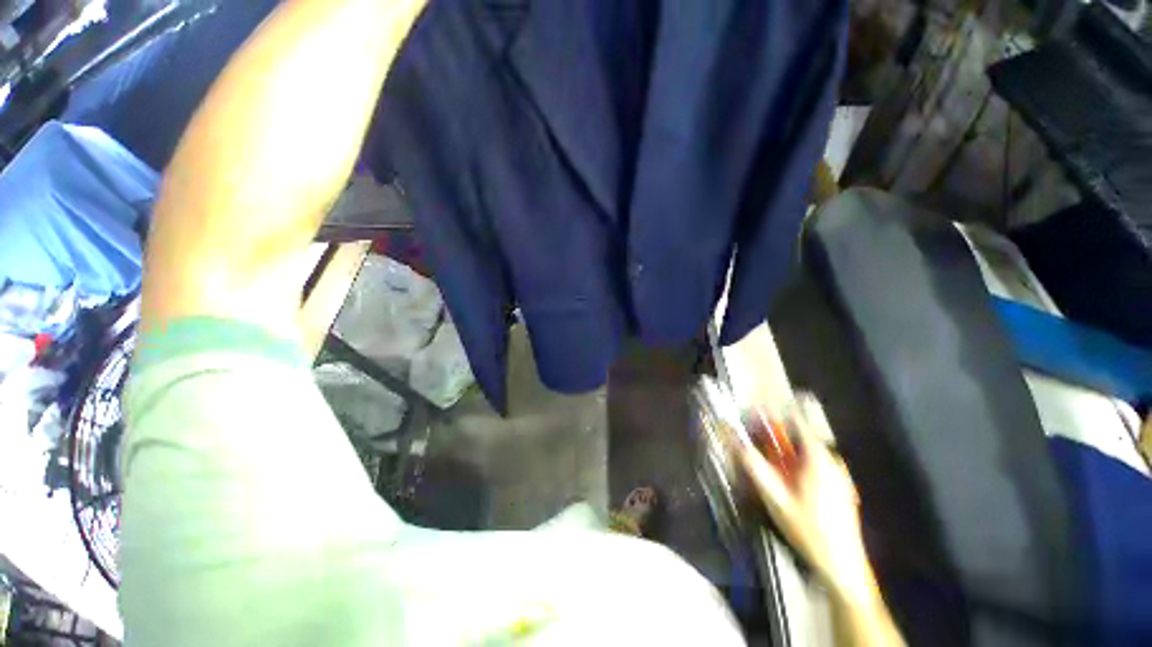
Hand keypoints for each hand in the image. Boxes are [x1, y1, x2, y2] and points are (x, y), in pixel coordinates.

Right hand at [736, 396, 878, 604]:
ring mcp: (840, 475)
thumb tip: (732, 440)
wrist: (842, 566)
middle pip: (800, 437)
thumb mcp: (774, 497)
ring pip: (807, 452)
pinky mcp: (842, 488)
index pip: (796, 420)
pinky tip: (791, 486)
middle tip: (758, 448)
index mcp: (818, 458)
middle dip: (776, 438)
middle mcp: (832, 460)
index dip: (773, 414)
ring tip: (772, 469)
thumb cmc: (808, 529)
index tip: (754, 416)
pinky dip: (799, 466)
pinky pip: (816, 466)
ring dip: (787, 454)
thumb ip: (753, 465)